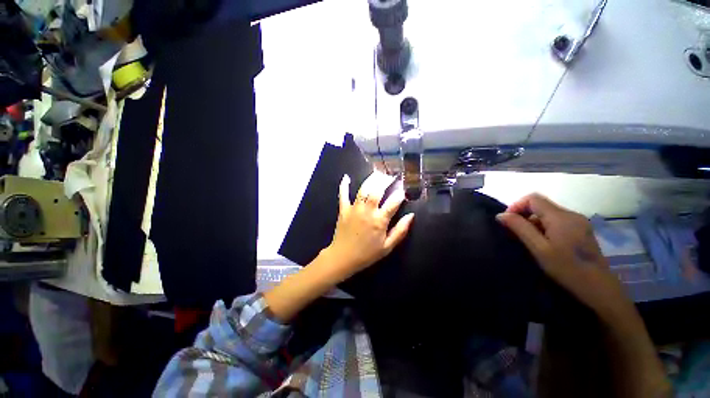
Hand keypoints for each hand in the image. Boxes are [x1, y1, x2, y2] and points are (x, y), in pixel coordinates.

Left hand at [324, 171, 414, 280]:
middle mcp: (367, 211)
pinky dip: (344, 186)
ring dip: (371, 180)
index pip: (393, 203)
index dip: (400, 195)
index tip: (403, 191)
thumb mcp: (387, 247)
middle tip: (390, 176)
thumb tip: (411, 216)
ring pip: (363, 190)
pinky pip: (343, 195)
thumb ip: (400, 231)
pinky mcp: (343, 210)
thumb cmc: (367, 254)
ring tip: (377, 173)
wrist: (343, 258)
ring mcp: (354, 209)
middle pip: (377, 191)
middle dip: (385, 181)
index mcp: (380, 221)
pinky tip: (346, 177)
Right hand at [496, 194, 630, 318]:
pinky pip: (557, 221)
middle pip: (541, 205)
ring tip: (529, 240)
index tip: (508, 221)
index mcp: (561, 217)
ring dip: (534, 222)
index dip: (516, 205)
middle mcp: (571, 214)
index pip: (533, 198)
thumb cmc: (567, 268)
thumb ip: (519, 228)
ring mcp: (579, 221)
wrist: (599, 287)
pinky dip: (544, 227)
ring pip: (548, 213)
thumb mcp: (539, 248)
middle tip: (516, 233)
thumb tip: (500, 215)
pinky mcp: (582, 229)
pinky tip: (544, 242)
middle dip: (524, 215)